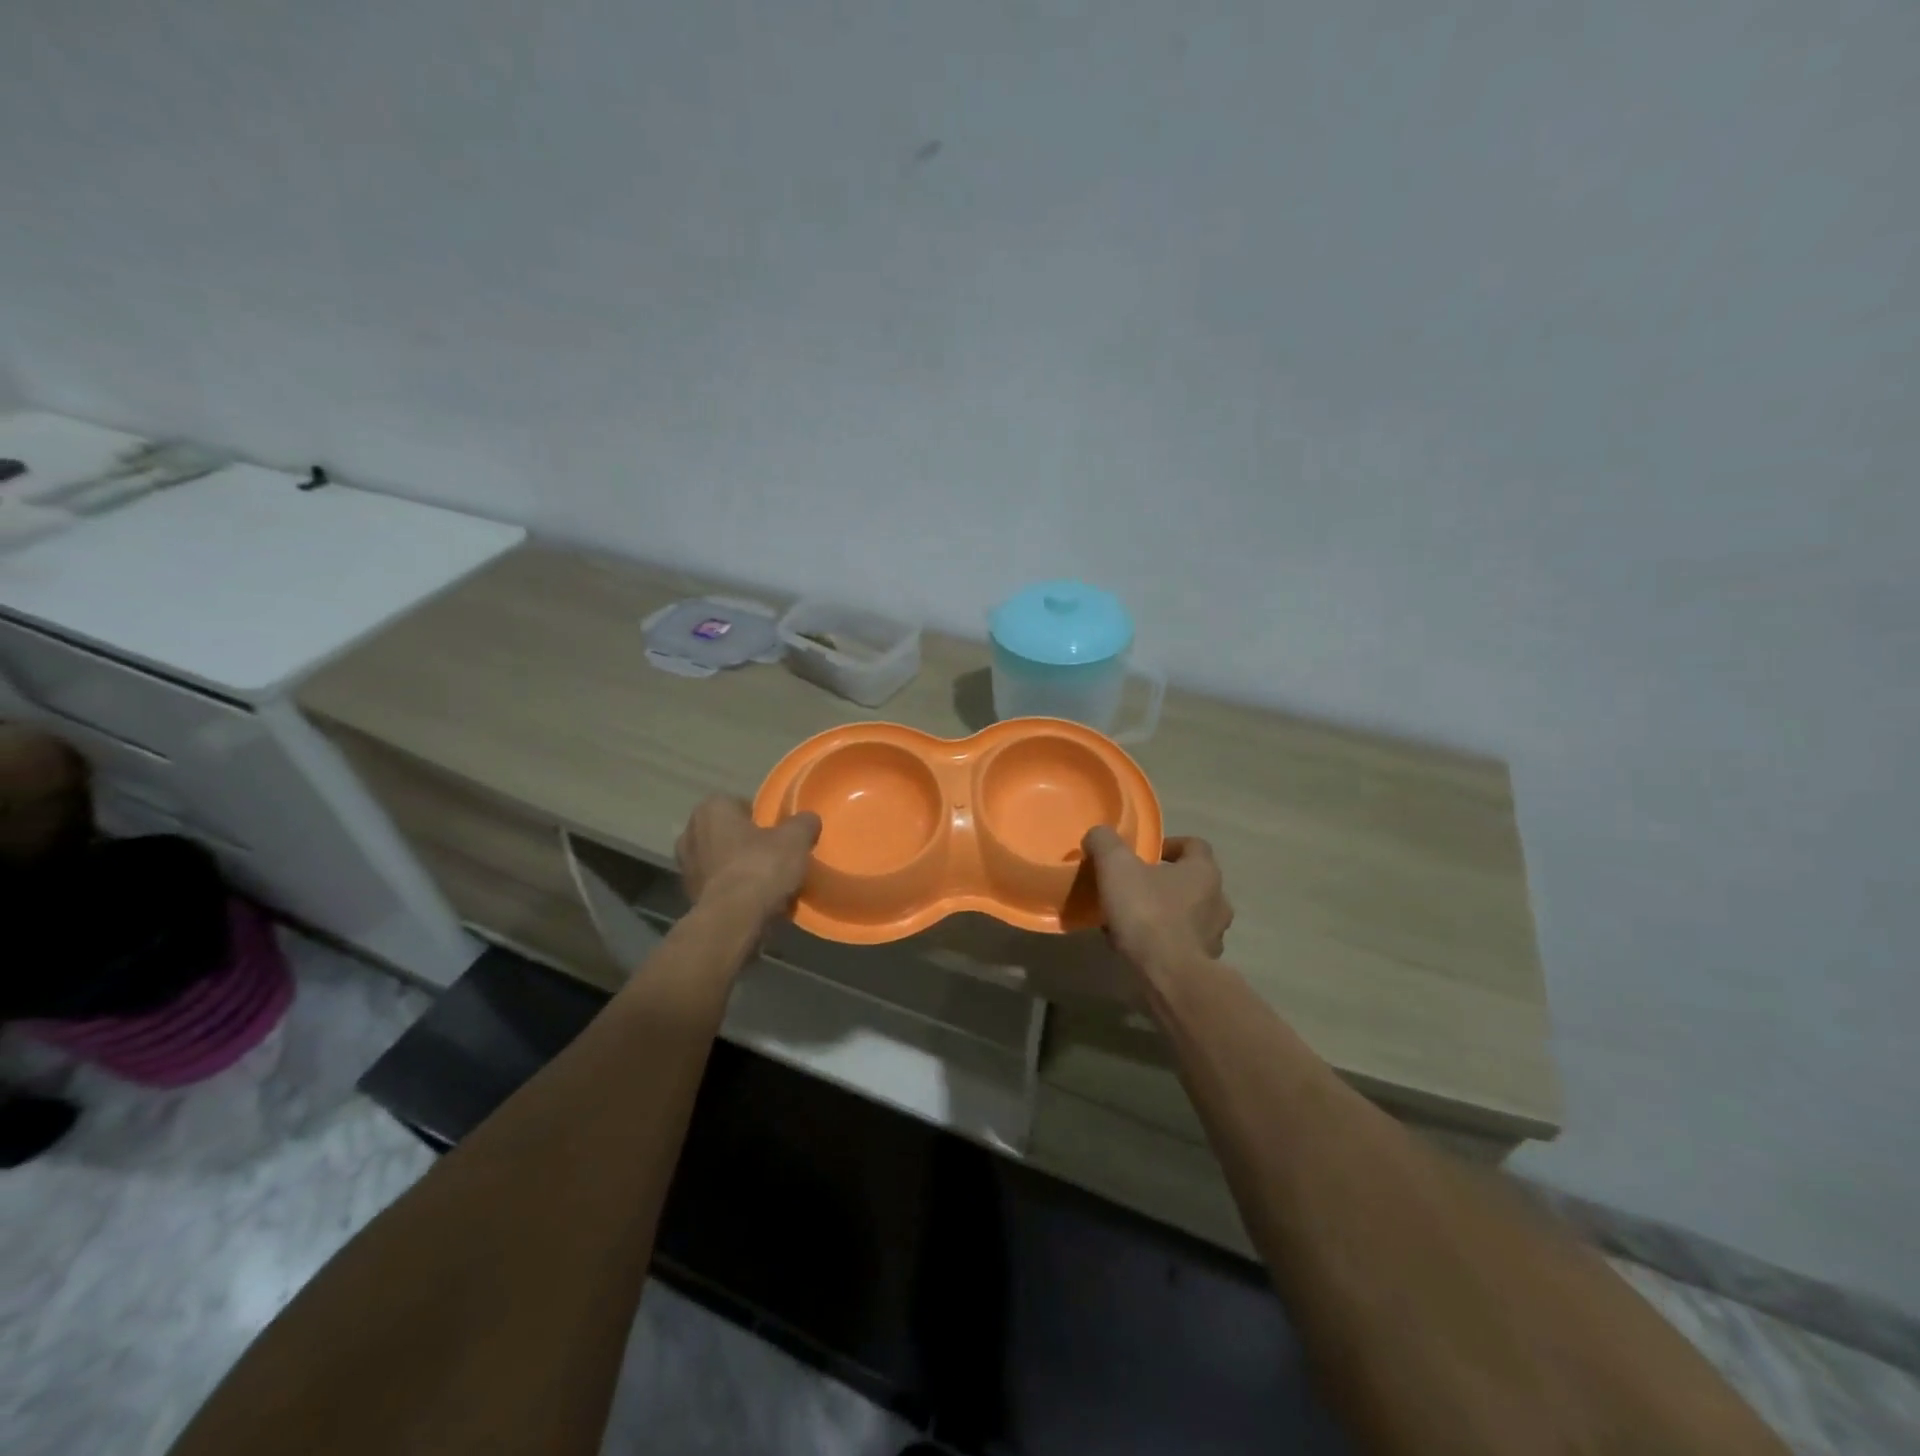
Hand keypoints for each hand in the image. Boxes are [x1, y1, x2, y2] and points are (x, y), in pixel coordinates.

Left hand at [676, 796, 820, 923]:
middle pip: (726, 833)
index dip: (759, 816)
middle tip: (773, 854)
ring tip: (767, 881)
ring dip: (738, 868)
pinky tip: (756, 901)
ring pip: (720, 861)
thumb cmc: (761, 868)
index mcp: (711, 810)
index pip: (737, 803)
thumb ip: (803, 823)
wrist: (734, 921)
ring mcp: (685, 868)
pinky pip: (718, 887)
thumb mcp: (795, 839)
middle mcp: (690, 833)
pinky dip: (733, 891)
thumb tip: (808, 819)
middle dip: (746, 842)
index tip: (777, 831)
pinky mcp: (689, 898)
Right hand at [1080, 827, 1232, 974]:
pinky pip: (1181, 944)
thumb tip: (1098, 835)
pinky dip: (1162, 942)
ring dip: (1164, 914)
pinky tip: (1135, 947)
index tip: (1146, 854)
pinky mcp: (1203, 965)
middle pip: (1192, 882)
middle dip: (1164, 882)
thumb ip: (1105, 843)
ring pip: (1187, 915)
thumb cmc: (1147, 912)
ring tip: (1130, 920)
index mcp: (1203, 871)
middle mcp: (1217, 901)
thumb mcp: (1116, 866)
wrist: (1168, 976)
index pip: (1195, 845)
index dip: (1170, 845)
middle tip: (1134, 886)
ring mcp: (1214, 935)